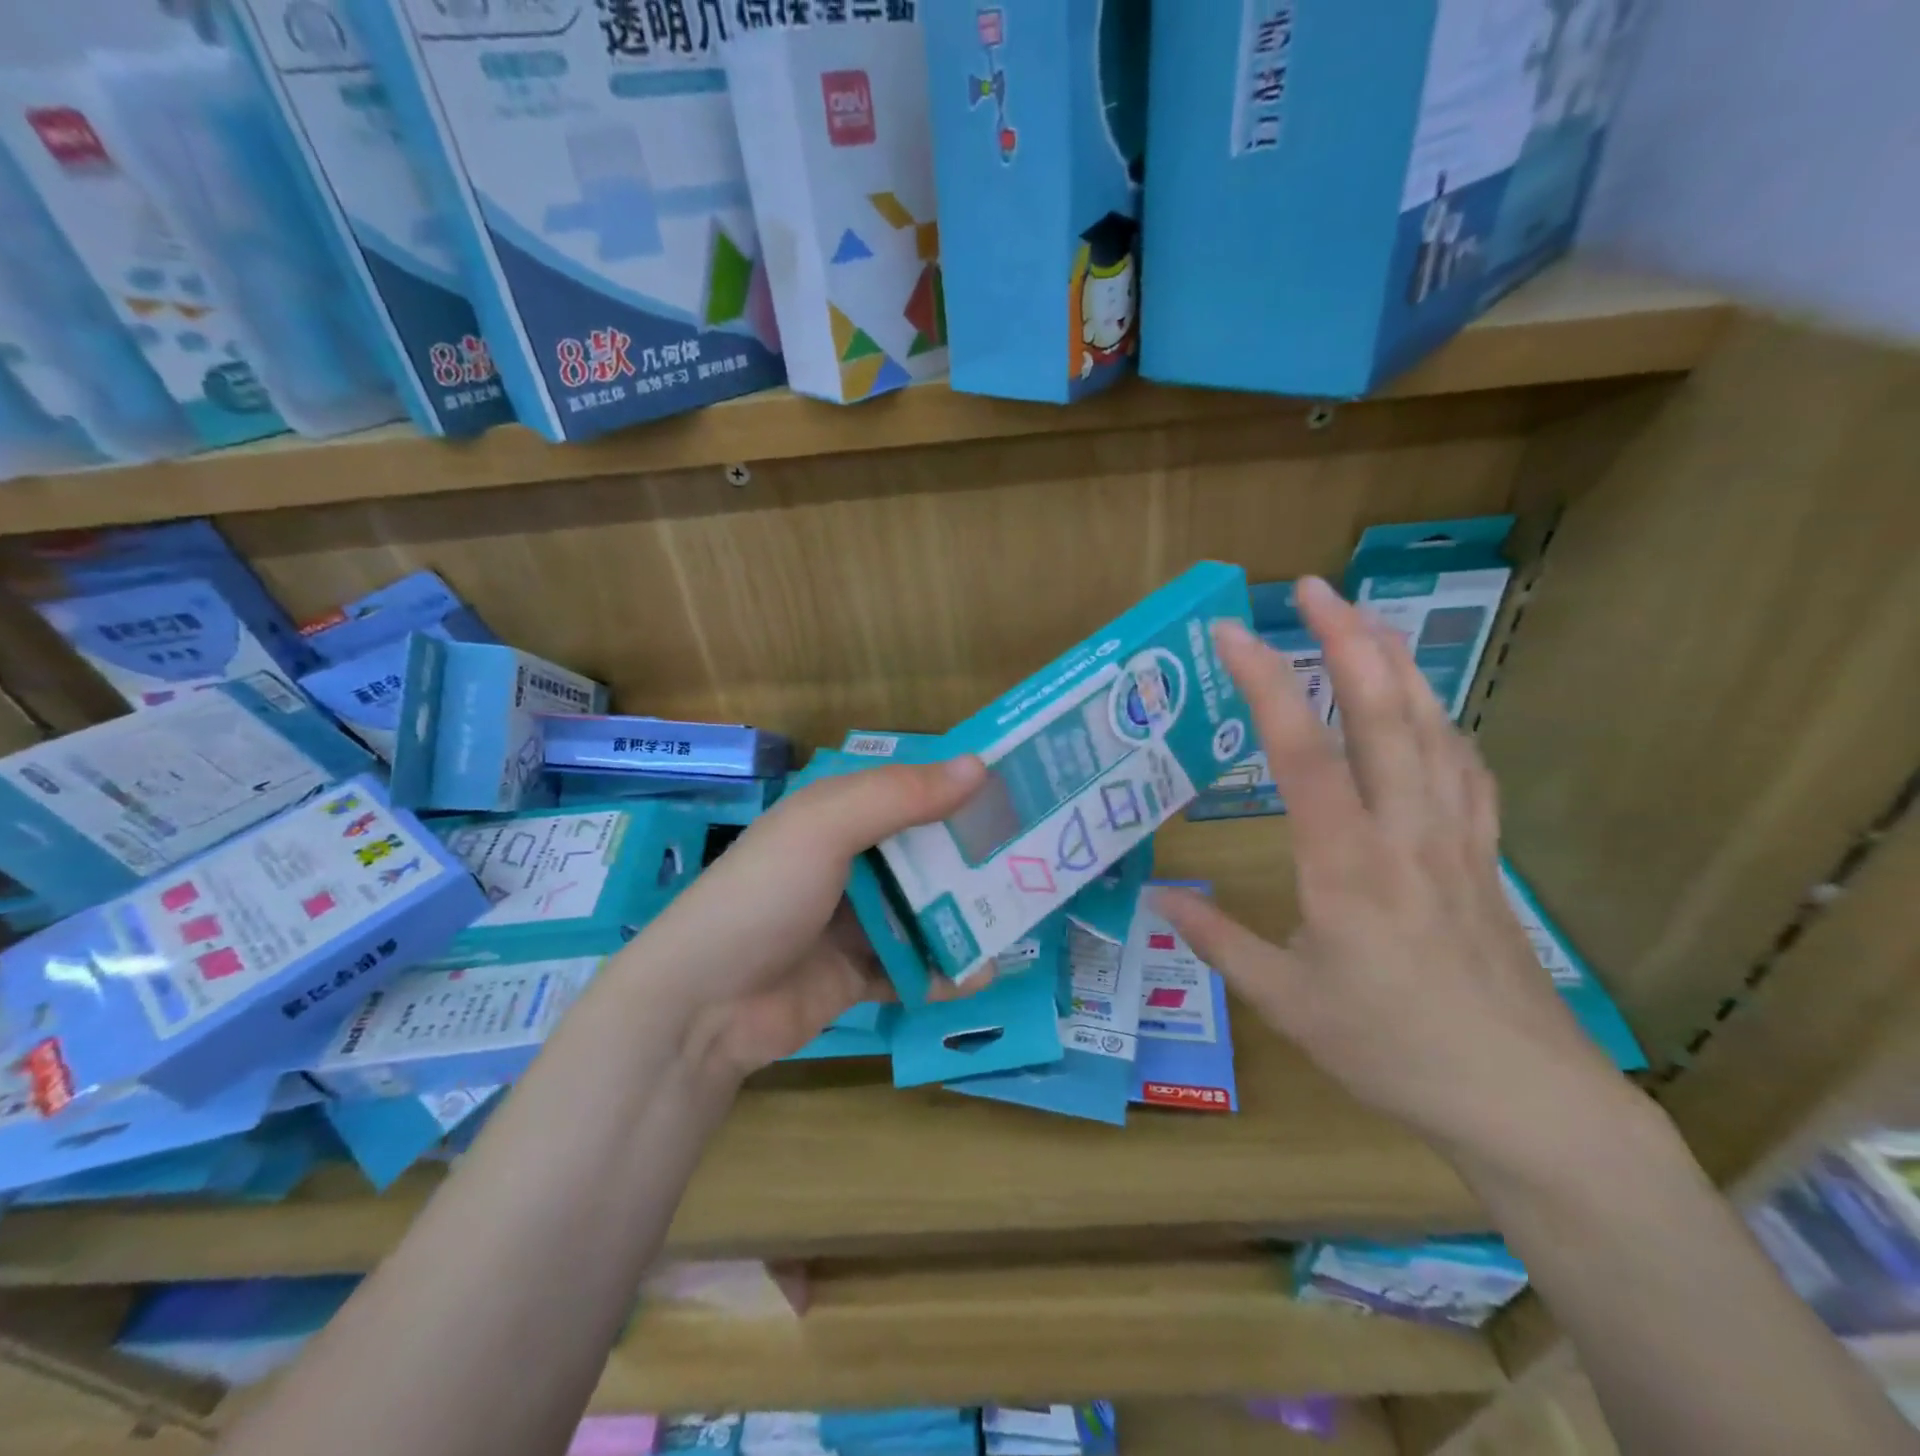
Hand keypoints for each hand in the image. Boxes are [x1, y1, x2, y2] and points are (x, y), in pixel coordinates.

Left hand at [625, 756, 987, 1081]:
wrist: (702, 1006)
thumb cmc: (764, 896)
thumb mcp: (826, 827)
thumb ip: (901, 796)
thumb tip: (980, 765)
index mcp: (836, 816)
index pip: (909, 790)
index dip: (959, 787)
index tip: (1018, 789)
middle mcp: (847, 863)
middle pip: (924, 853)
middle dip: (974, 857)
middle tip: (1036, 858)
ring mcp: (852, 923)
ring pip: (924, 911)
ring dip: (966, 917)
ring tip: (1019, 920)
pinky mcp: (856, 976)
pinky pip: (911, 967)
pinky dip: (942, 971)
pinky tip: (977, 976)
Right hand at [1152, 578, 1623, 1164]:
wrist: (1524, 1099)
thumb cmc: (1391, 1049)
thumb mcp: (1286, 1002)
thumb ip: (1218, 942)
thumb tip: (1157, 899)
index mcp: (1345, 863)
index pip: (1300, 752)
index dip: (1265, 683)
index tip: (1231, 633)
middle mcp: (1404, 831)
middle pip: (1381, 713)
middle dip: (1346, 639)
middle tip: (1312, 588)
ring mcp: (1455, 837)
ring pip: (1431, 727)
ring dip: (1396, 663)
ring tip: (1364, 618)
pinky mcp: (1485, 855)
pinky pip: (1465, 767)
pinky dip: (1440, 720)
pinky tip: (1425, 707)